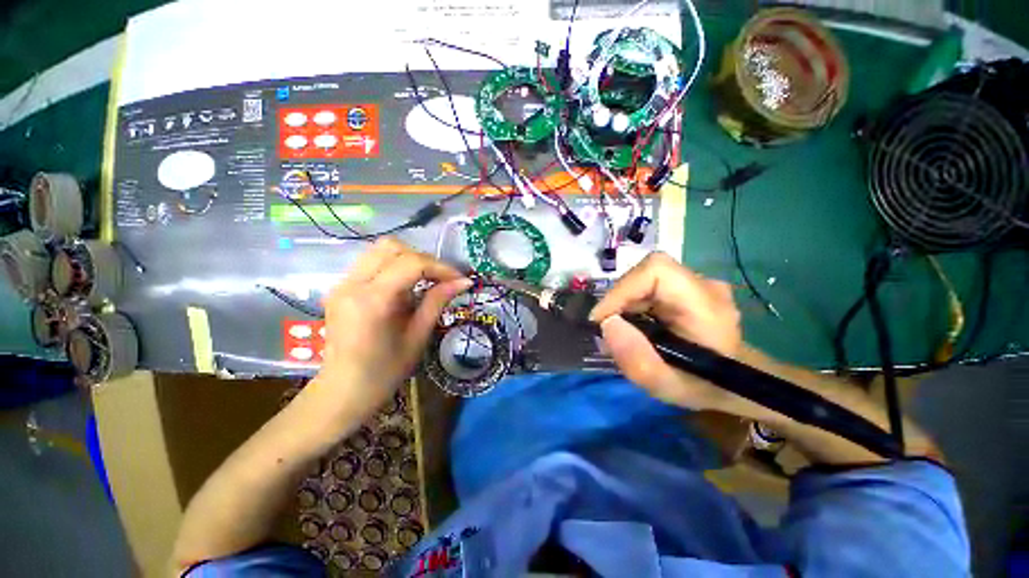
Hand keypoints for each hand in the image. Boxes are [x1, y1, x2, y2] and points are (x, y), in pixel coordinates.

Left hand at [308, 238, 470, 418]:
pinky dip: (394, 267)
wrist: (343, 391)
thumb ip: (438, 302)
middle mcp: (352, 284)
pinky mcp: (340, 287)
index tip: (459, 279)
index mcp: (373, 301)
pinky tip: (405, 287)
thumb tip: (464, 281)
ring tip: (425, 281)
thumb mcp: (418, 336)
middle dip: (423, 259)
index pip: (412, 263)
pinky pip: (371, 263)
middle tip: (440, 279)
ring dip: (408, 260)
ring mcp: (342, 284)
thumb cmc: (385, 371)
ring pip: (380, 250)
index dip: (441, 267)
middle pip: (392, 247)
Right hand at [590, 252, 742, 410]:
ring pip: (644, 279)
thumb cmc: (706, 387)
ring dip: (624, 303)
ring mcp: (695, 283)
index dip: (622, 289)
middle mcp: (703, 285)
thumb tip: (607, 324)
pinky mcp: (686, 287)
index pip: (656, 271)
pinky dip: (632, 304)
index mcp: (706, 305)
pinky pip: (649, 286)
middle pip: (646, 274)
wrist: (736, 380)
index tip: (603, 320)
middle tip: (608, 331)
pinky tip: (634, 326)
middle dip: (619, 300)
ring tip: (620, 332)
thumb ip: (637, 360)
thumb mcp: (668, 387)